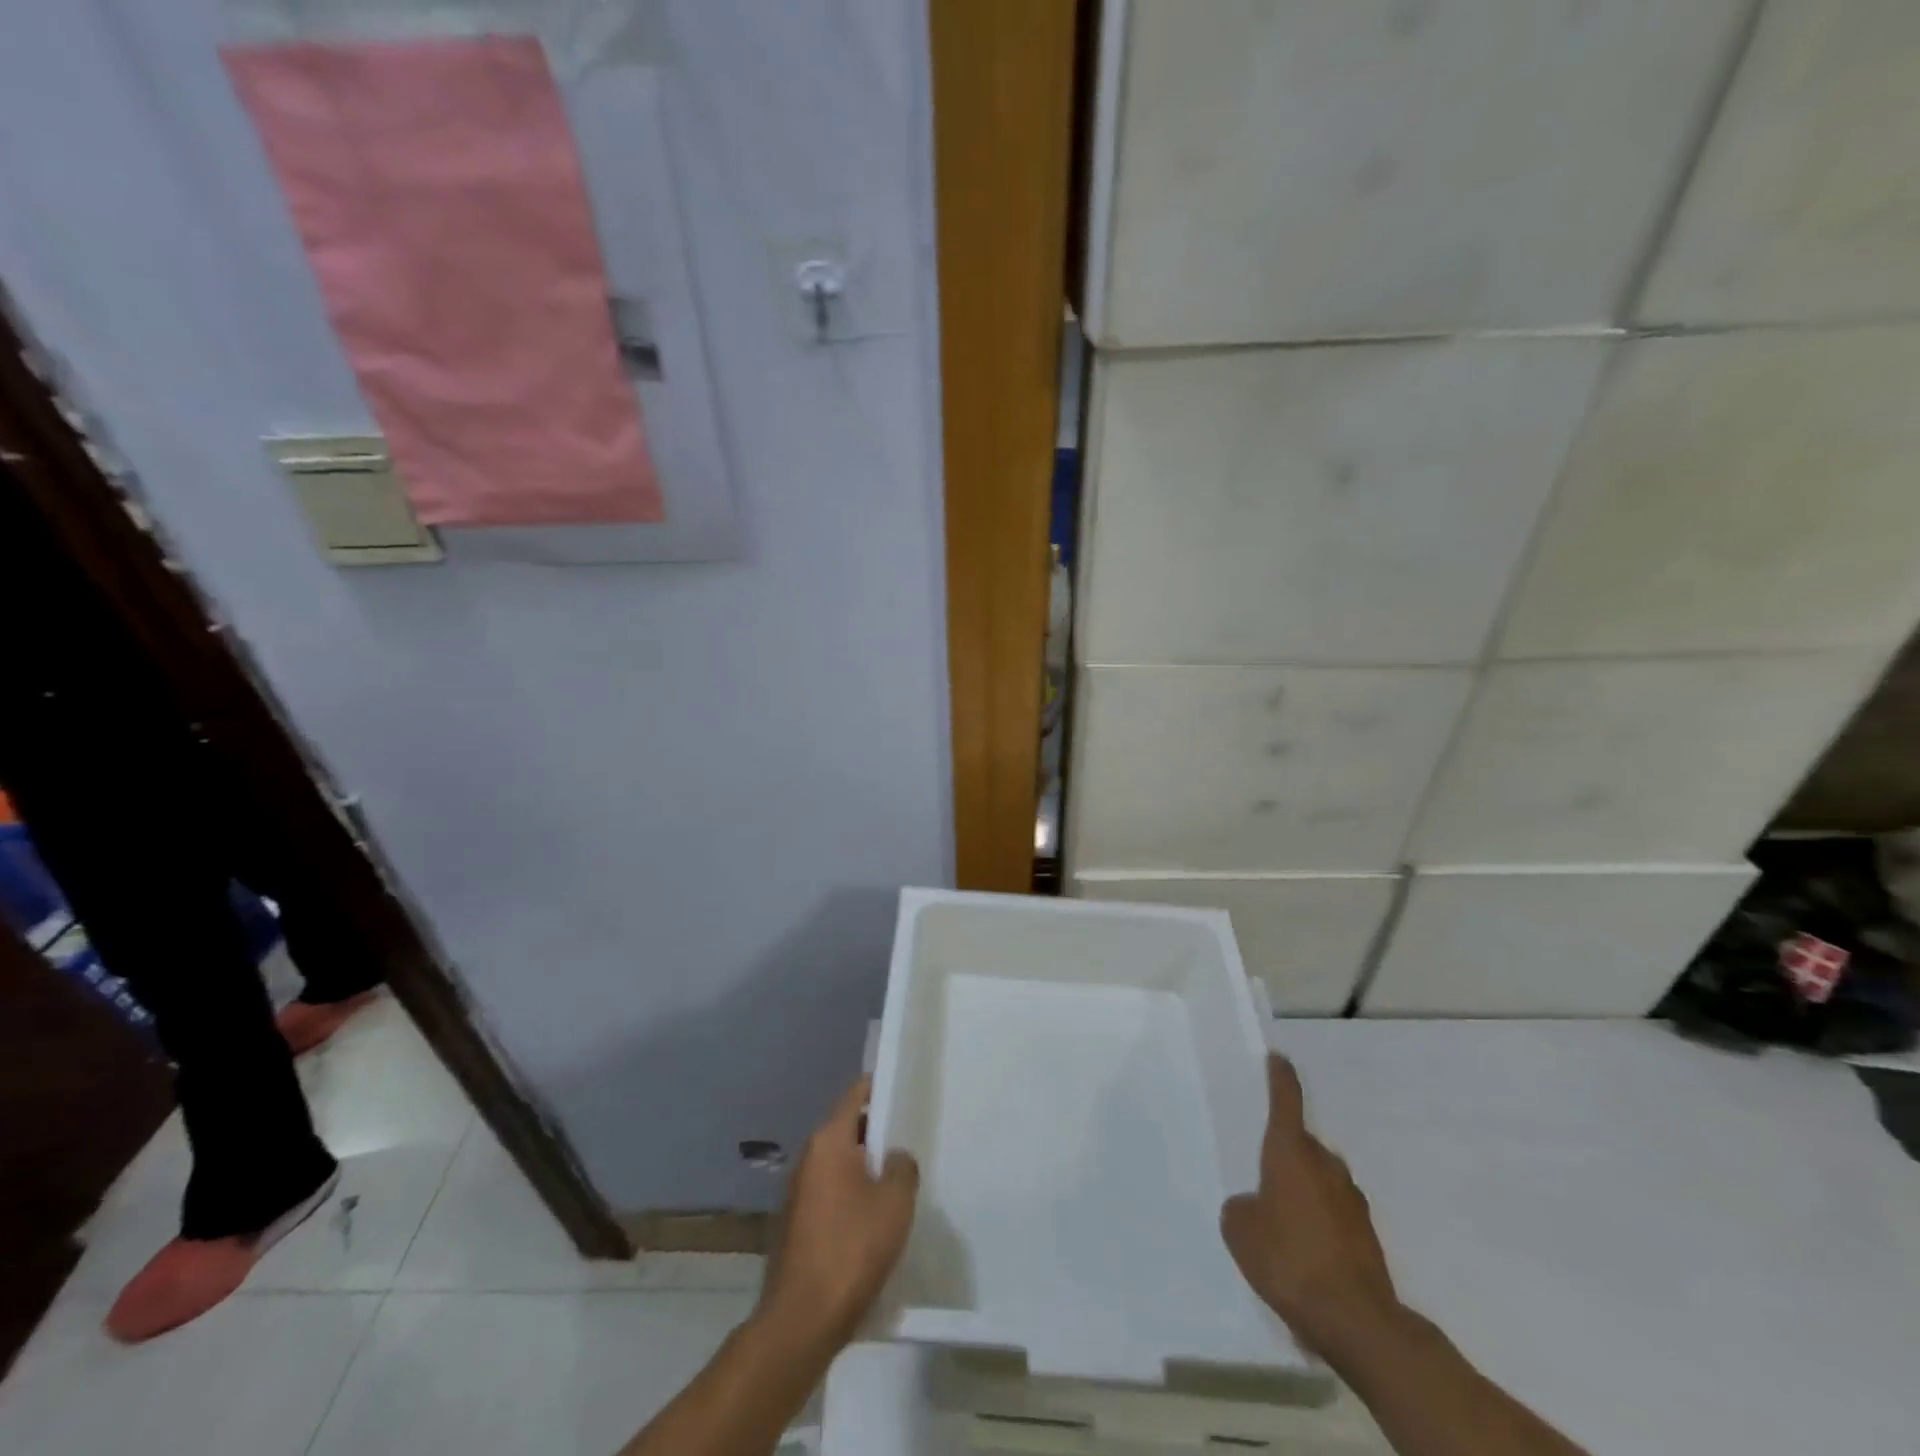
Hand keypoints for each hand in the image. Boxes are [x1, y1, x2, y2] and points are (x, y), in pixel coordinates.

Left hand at [757, 1077, 918, 1354]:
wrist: (800, 1322)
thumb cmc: (851, 1250)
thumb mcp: (895, 1204)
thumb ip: (902, 1168)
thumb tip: (895, 1156)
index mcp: (828, 1141)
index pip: (854, 1095)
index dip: (878, 1087)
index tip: (901, 1088)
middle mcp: (808, 1157)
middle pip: (846, 1128)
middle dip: (876, 1132)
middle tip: (908, 1140)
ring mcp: (797, 1191)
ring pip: (838, 1162)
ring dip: (863, 1166)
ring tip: (895, 1181)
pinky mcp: (795, 1222)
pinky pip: (829, 1191)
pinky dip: (850, 1193)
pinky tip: (871, 1218)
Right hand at [1221, 1054, 1401, 1360]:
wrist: (1357, 1321)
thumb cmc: (1289, 1259)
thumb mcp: (1240, 1230)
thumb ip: (1242, 1207)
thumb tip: (1255, 1206)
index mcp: (1291, 1151)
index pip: (1286, 1100)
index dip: (1280, 1077)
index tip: (1278, 1058)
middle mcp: (1325, 1164)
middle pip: (1302, 1144)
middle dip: (1285, 1153)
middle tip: (1262, 1173)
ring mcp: (1351, 1199)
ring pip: (1320, 1179)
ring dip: (1303, 1189)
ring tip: (1281, 1221)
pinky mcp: (1367, 1234)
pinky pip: (1334, 1212)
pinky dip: (1320, 1221)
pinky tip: (1304, 1252)